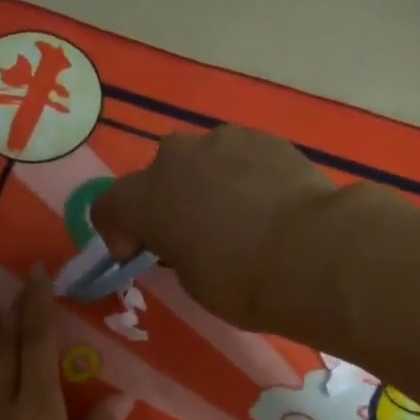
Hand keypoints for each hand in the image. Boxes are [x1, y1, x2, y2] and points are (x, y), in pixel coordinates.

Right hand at [95, 126, 335, 329]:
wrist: (311, 253)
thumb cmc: (240, 281)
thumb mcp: (191, 281)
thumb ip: (175, 252)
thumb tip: (187, 241)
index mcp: (147, 198)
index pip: (109, 206)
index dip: (116, 233)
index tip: (135, 256)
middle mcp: (177, 158)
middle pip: (155, 177)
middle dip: (163, 204)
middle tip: (186, 238)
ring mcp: (223, 141)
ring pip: (199, 162)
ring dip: (203, 187)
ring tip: (232, 221)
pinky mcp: (265, 138)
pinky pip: (238, 158)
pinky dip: (240, 179)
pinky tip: (263, 208)